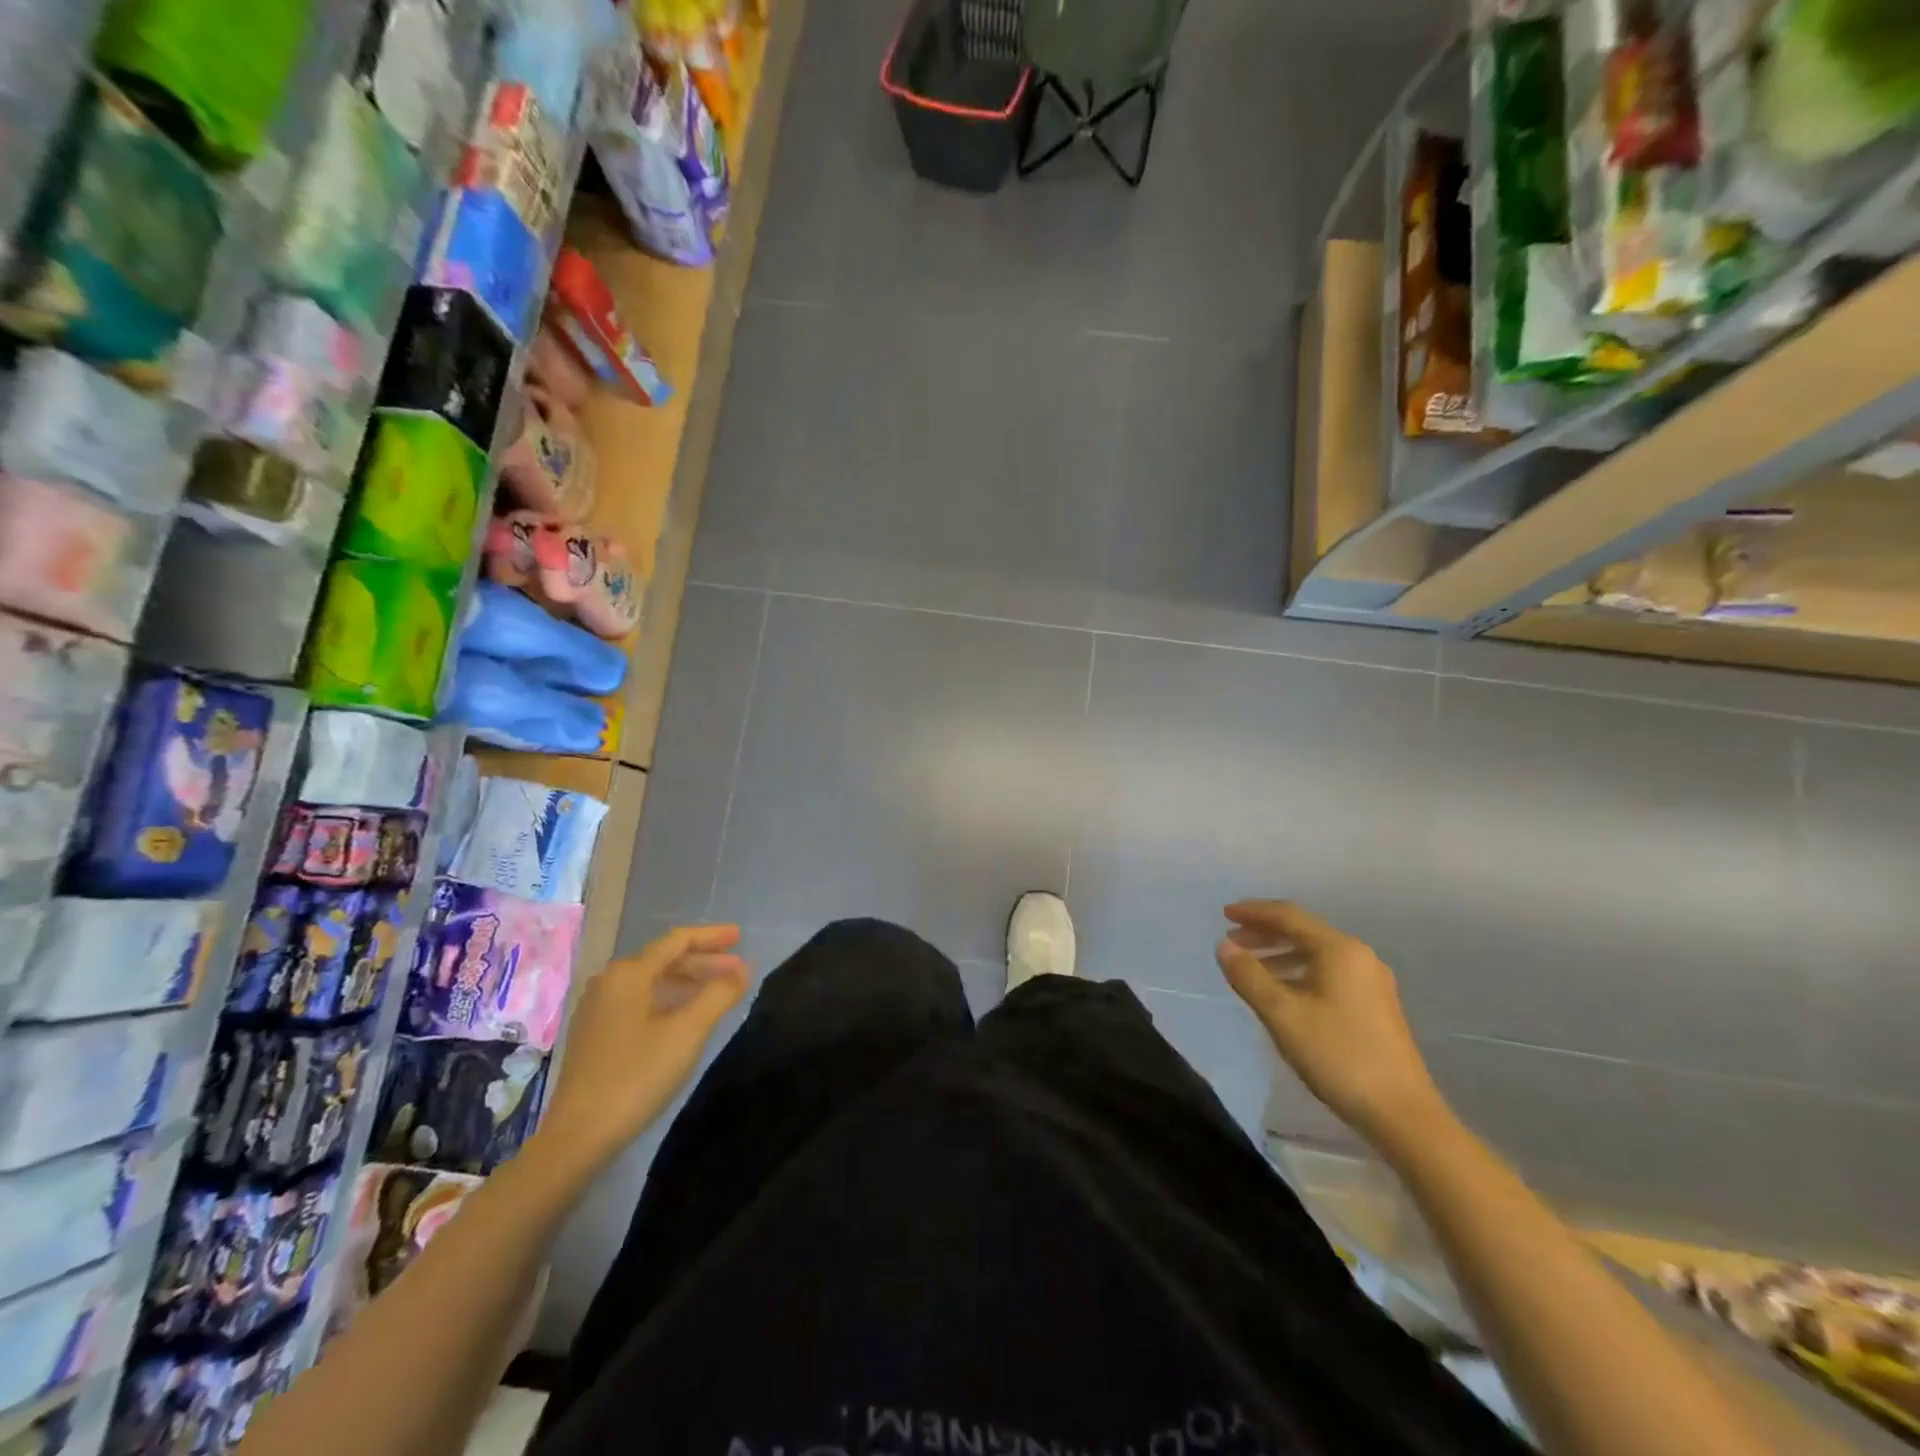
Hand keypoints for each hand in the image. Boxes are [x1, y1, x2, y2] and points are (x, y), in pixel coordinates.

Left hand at [534, 924, 749, 1177]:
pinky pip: (639, 1002)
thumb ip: (718, 994)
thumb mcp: (687, 1032)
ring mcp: (597, 1009)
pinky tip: (683, 1016)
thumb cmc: (637, 1076)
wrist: (578, 1136)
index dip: (712, 936)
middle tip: (737, 969)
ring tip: (717, 990)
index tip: (740, 936)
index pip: (678, 941)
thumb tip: (742, 969)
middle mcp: (609, 982)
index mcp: (629, 974)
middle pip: (664, 960)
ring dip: (686, 982)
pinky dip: (667, 1000)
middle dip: (703, 961)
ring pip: (651, 982)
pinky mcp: (594, 1035)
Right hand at [1215, 901, 1447, 1150]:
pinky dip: (1298, 972)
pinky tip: (1283, 993)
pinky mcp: (1375, 1006)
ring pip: (1316, 954)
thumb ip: (1249, 976)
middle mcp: (1358, 957)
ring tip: (1250, 967)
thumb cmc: (1338, 1056)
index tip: (1224, 914)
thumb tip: (1224, 945)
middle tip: (1232, 941)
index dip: (1253, 912)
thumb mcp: (1283, 1015)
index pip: (1289, 916)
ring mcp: (1371, 982)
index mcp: (1339, 950)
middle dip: (1265, 933)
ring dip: (1280, 955)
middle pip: (1303, 932)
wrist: (1402, 1114)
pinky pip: (1327, 973)